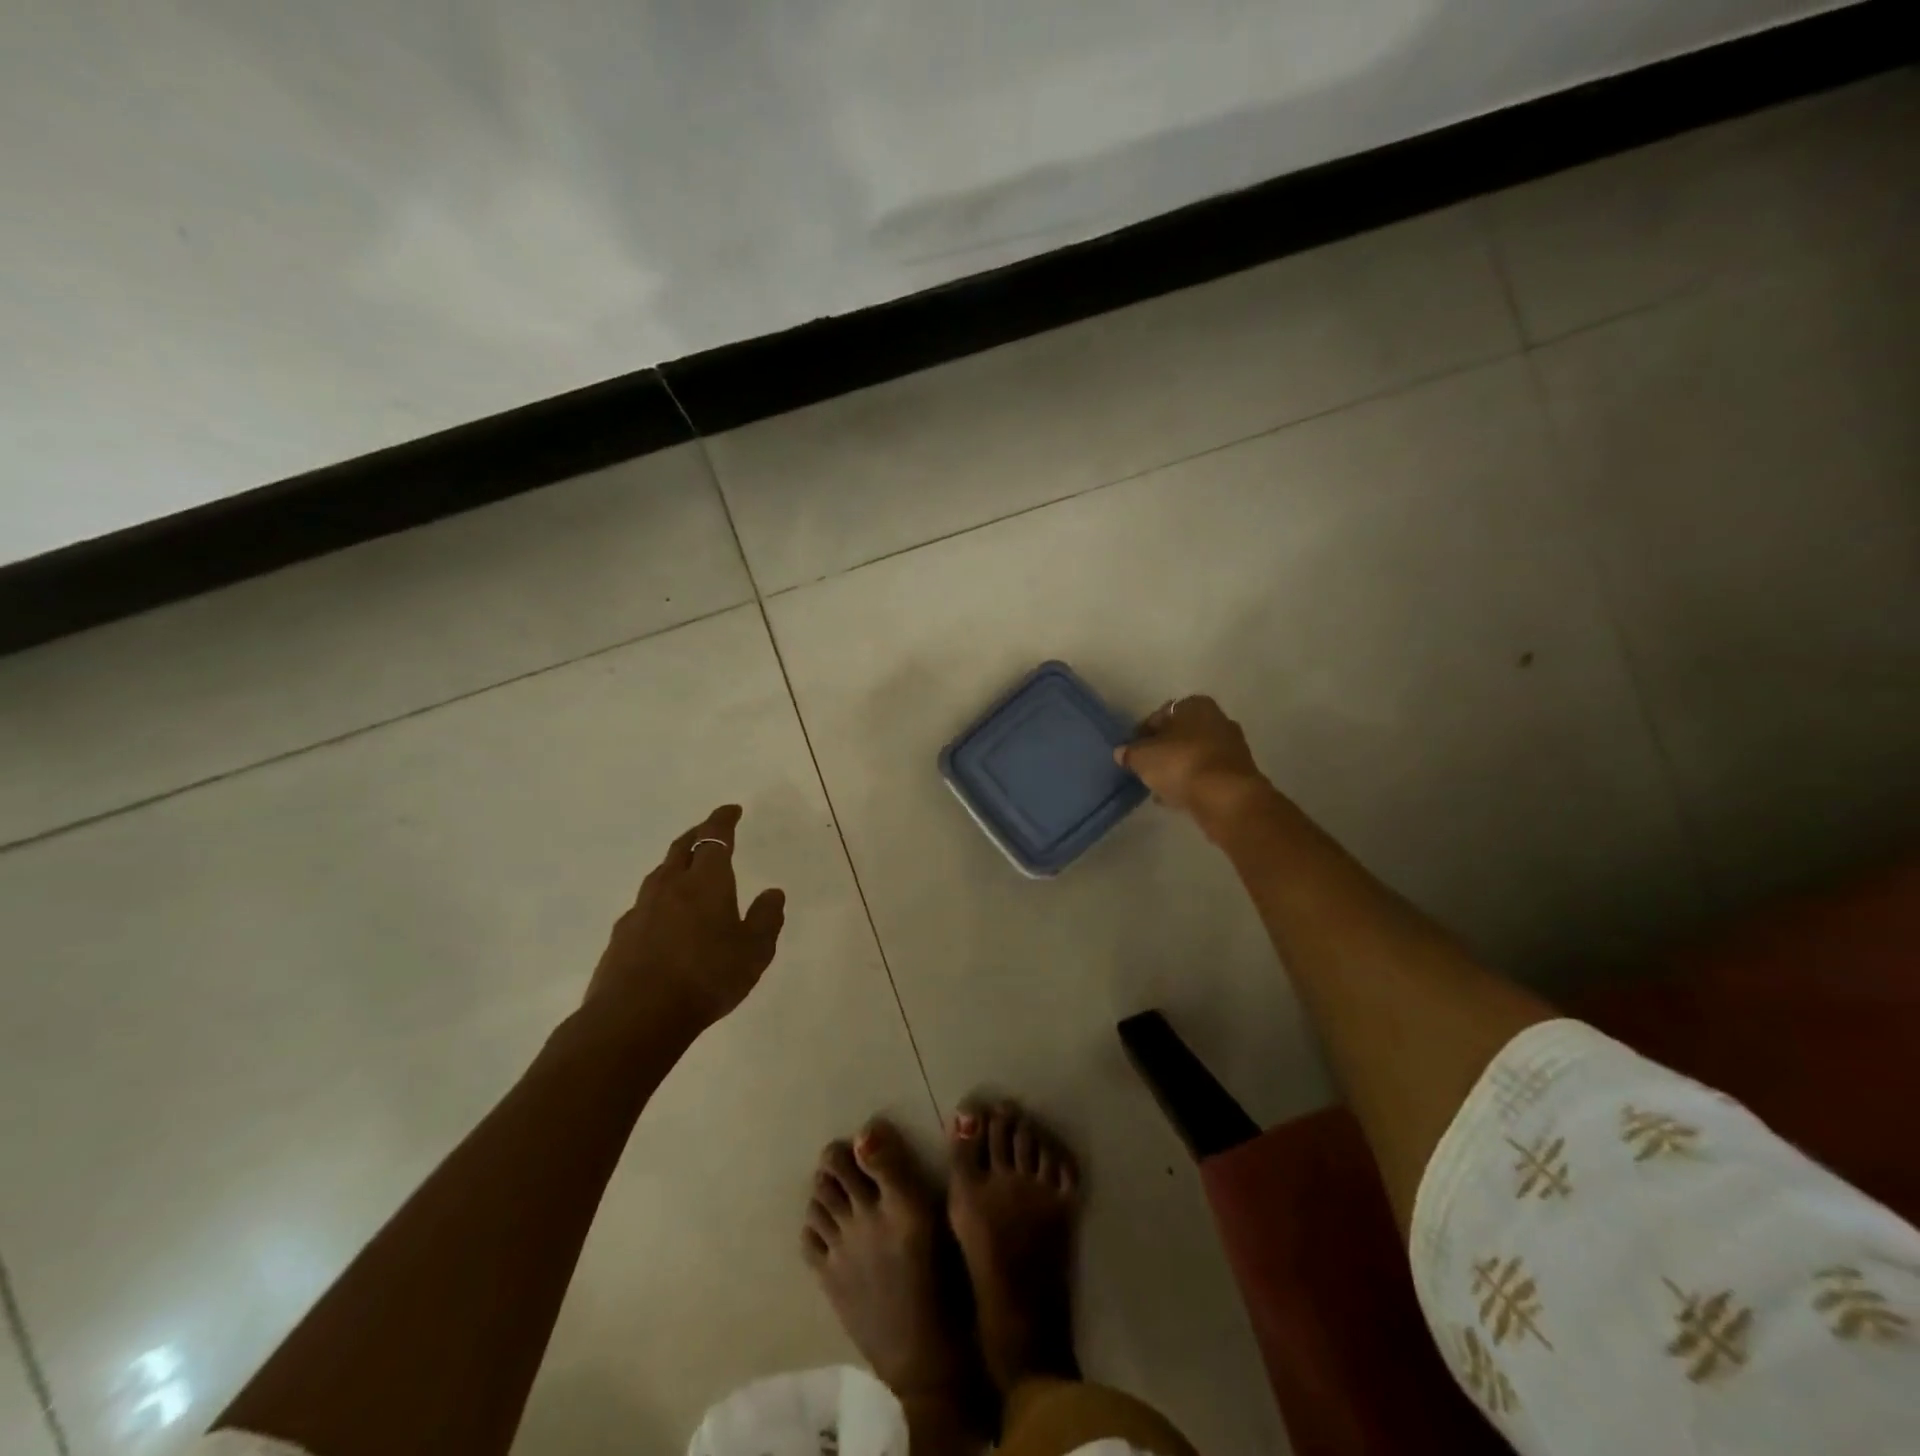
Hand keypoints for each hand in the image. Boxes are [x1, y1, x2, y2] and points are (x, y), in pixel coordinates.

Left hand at [583, 805, 786, 1044]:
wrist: (636, 1016)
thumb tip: (773, 893)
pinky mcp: (621, 935)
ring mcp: (641, 909)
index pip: (714, 837)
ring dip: (676, 864)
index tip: (732, 810)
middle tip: (709, 831)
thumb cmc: (706, 978)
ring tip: (687, 870)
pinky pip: (645, 904)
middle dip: (697, 834)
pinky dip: (660, 898)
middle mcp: (671, 886)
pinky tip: (664, 917)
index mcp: (706, 882)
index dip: (723, 820)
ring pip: (660, 874)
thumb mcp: (754, 952)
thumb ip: (767, 919)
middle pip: (682, 848)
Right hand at [1115, 695, 1276, 838]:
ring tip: (1160, 787)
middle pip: (1181, 735)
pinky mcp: (1239, 773)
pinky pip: (1207, 775)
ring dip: (1178, 768)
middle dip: (1164, 751)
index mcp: (1195, 705)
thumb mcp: (1141, 757)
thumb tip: (1123, 753)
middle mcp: (1218, 719)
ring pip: (1195, 755)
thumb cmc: (1180, 764)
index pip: (1160, 715)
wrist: (1226, 798)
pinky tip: (1177, 798)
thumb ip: (1129, 753)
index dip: (1143, 734)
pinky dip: (1193, 782)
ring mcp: (1232, 747)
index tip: (1132, 752)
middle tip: (1147, 769)